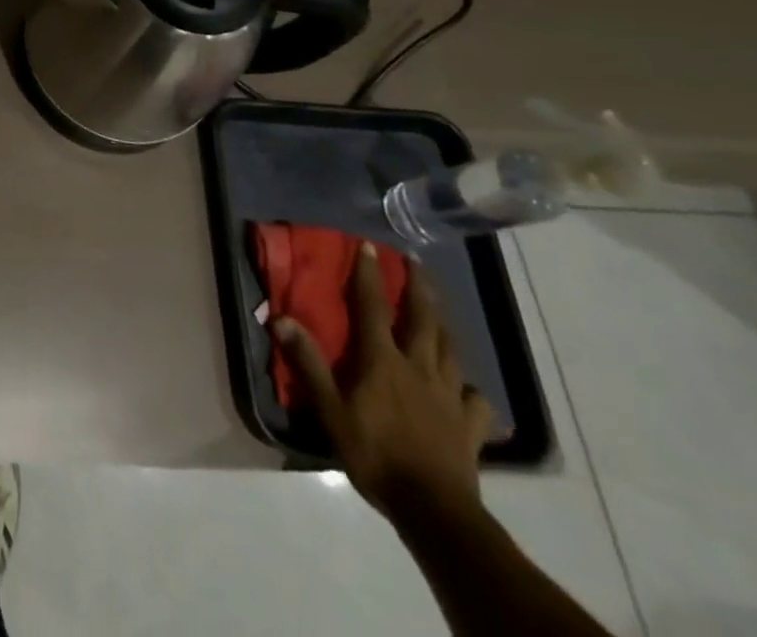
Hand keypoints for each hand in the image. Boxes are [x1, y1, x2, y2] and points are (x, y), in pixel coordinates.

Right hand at [277, 243, 494, 525]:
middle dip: (418, 288)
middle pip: (422, 320)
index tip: (369, 246)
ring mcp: (449, 396)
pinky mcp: (470, 426)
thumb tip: (281, 318)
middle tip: (416, 263)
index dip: (369, 274)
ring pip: (449, 350)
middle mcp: (418, 368)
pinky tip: (465, 388)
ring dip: (442, 324)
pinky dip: (469, 387)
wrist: (434, 510)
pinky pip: (475, 399)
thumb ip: (308, 363)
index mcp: (382, 360)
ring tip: (438, 310)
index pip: (373, 306)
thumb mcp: (330, 410)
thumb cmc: (375, 454)